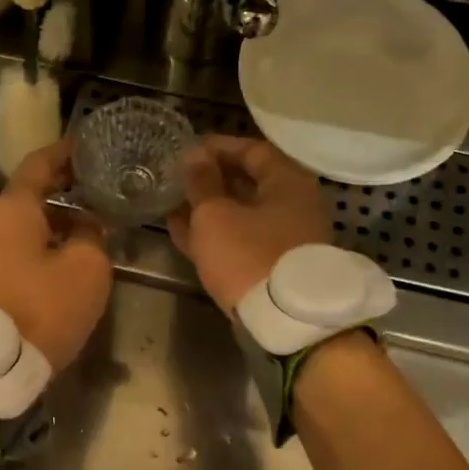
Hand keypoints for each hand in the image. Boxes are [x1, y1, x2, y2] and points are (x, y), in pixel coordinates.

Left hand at [0, 141, 112, 372]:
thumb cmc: (43, 305)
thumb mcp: (86, 266)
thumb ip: (93, 235)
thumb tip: (87, 225)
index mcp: (14, 209)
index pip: (39, 164)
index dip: (64, 152)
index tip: (87, 144)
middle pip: (32, 194)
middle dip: (66, 187)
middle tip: (100, 182)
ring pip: (29, 224)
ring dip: (60, 220)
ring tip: (96, 221)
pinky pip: (25, 249)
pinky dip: (50, 242)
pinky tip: (75, 255)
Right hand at [167, 135, 330, 312]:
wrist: (286, 322)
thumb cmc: (249, 256)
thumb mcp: (215, 215)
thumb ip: (202, 182)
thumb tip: (195, 155)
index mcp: (288, 182)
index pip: (252, 150)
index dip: (217, 148)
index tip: (186, 151)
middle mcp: (295, 205)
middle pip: (249, 182)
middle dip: (210, 181)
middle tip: (177, 180)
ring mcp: (288, 238)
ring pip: (243, 214)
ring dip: (209, 209)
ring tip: (173, 207)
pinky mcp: (277, 266)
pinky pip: (244, 240)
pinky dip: (217, 234)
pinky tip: (185, 234)